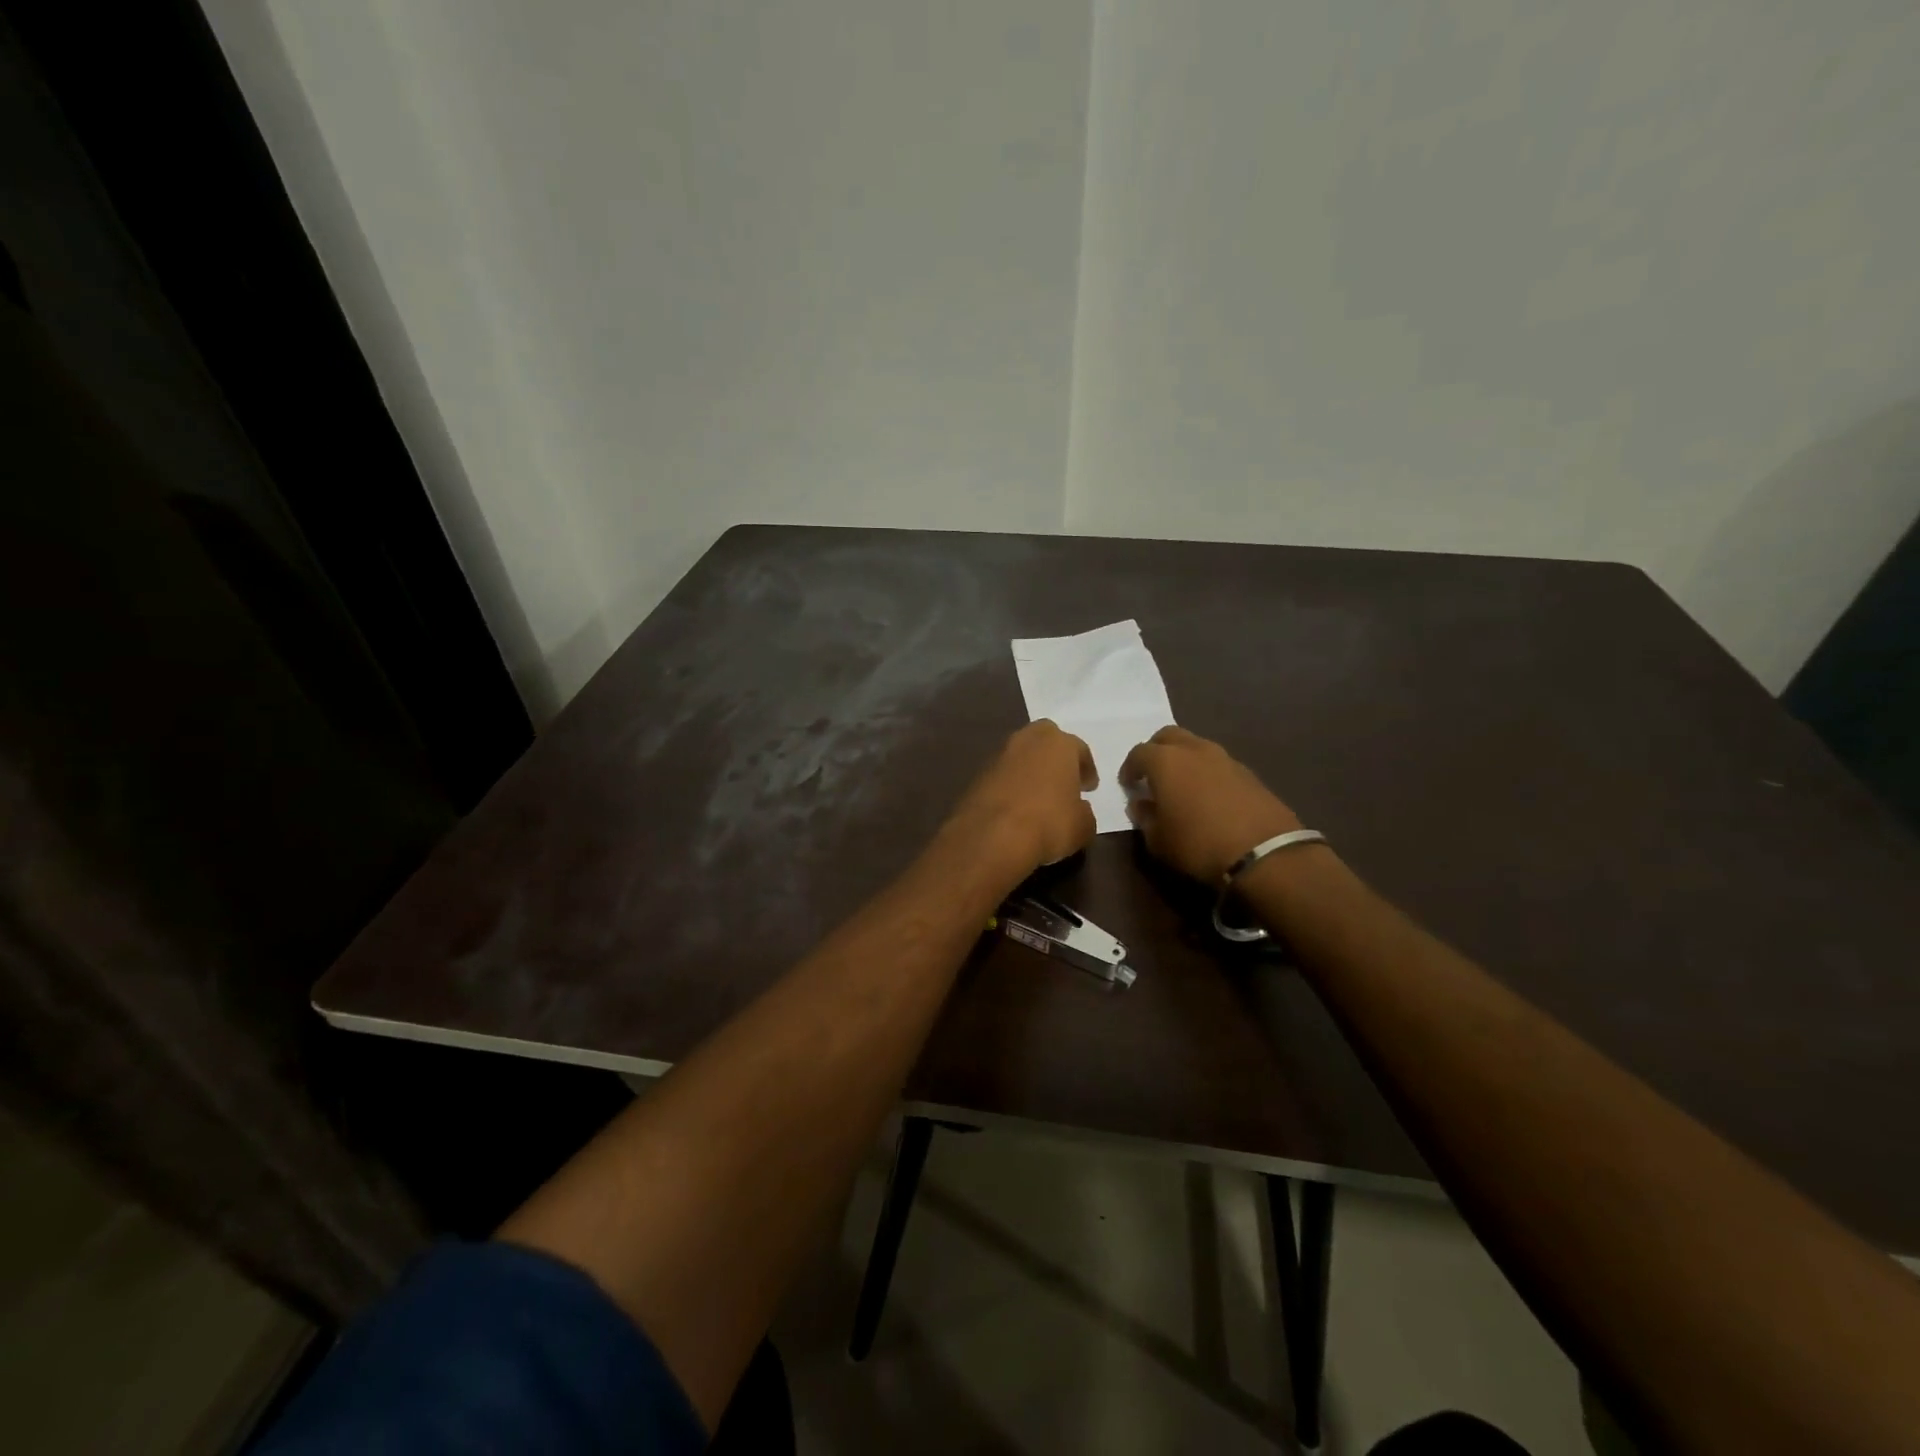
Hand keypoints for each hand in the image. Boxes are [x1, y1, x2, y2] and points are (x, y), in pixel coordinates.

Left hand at [944, 720, 1097, 875]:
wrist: (992, 837)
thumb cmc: (1049, 824)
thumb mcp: (1083, 826)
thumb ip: (1085, 812)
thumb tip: (1079, 810)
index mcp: (1059, 744)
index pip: (1079, 749)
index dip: (1086, 769)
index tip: (1089, 787)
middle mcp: (1027, 740)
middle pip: (1045, 740)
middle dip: (1055, 757)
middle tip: (1062, 781)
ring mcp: (998, 755)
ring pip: (1021, 756)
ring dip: (1030, 770)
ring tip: (1038, 796)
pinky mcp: (977, 775)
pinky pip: (1002, 776)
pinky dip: (1010, 786)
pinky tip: (1015, 807)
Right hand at [1119, 726, 1301, 882]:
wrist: (1264, 853)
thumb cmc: (1198, 845)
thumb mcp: (1158, 840)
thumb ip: (1145, 818)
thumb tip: (1141, 805)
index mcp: (1165, 761)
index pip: (1138, 753)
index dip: (1129, 768)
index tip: (1128, 785)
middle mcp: (1194, 750)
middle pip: (1168, 736)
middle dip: (1156, 751)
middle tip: (1152, 774)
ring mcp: (1225, 758)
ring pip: (1196, 746)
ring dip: (1184, 759)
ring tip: (1181, 785)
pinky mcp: (1249, 773)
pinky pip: (1218, 763)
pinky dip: (1207, 772)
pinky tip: (1208, 796)